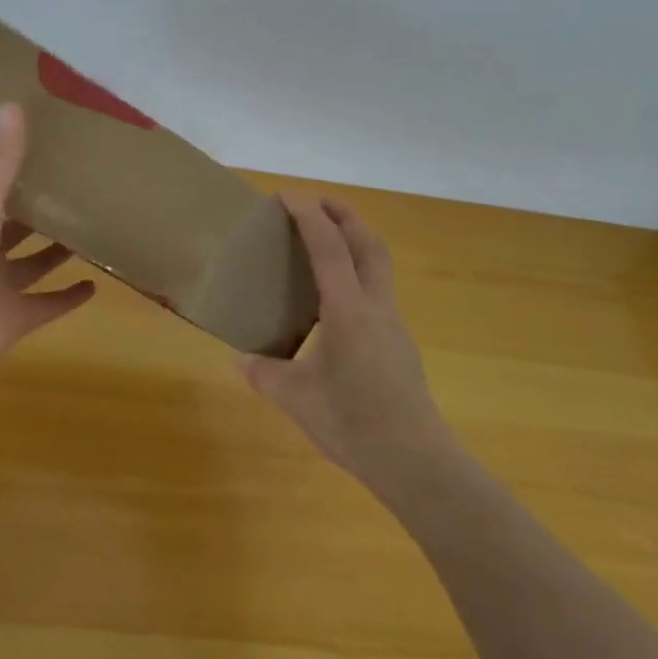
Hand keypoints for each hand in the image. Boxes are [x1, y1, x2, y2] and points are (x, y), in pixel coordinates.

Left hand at [0, 103, 95, 387]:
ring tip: (91, 234)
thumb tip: (14, 104)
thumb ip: (0, 162)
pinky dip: (68, 299)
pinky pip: (47, 306)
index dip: (20, 176)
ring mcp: (0, 288)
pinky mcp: (15, 320)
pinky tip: (95, 285)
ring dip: (57, 254)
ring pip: (34, 266)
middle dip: (42, 216)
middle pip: (17, 230)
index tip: (52, 155)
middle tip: (81, 194)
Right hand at [237, 195, 452, 498]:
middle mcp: (375, 307)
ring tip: (326, 243)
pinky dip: (359, 273)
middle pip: (368, 243)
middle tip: (316, 204)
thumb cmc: (353, 423)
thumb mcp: (295, 398)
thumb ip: (264, 373)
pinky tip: (337, 301)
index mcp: (348, 310)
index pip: (328, 247)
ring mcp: (393, 325)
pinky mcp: (399, 344)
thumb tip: (241, 358)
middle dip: (344, 215)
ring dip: (356, 241)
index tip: (286, 196)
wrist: (416, 462)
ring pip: (379, 265)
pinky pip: (378, 291)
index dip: (308, 216)